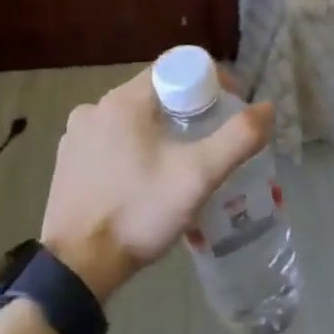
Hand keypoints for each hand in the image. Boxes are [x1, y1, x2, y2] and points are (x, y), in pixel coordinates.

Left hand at [42, 68, 272, 302]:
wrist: (77, 266)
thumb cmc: (139, 212)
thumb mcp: (198, 176)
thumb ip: (237, 138)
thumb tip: (266, 108)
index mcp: (124, 100)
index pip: (175, 67)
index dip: (209, 80)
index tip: (228, 107)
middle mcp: (96, 107)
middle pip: (154, 92)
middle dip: (188, 110)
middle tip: (211, 142)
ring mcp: (76, 134)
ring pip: (132, 119)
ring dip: (159, 132)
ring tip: (180, 166)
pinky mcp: (67, 161)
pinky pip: (110, 141)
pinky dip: (132, 150)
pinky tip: (143, 181)